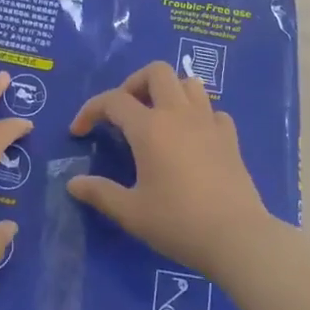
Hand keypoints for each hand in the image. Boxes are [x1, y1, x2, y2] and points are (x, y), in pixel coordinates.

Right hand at [67, 61, 273, 275]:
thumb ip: (100, 193)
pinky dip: (198, 115)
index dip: (91, 110)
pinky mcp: (230, 137)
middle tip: (124, 112)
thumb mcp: (131, 213)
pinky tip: (192, 138)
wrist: (236, 237)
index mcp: (150, 127)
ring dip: (169, 92)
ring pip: (188, 83)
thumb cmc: (178, 222)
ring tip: (157, 117)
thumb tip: (73, 182)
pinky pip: (212, 110)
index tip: (79, 131)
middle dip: (134, 83)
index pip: (114, 100)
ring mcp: (208, 122)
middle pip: (156, 72)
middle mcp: (178, 114)